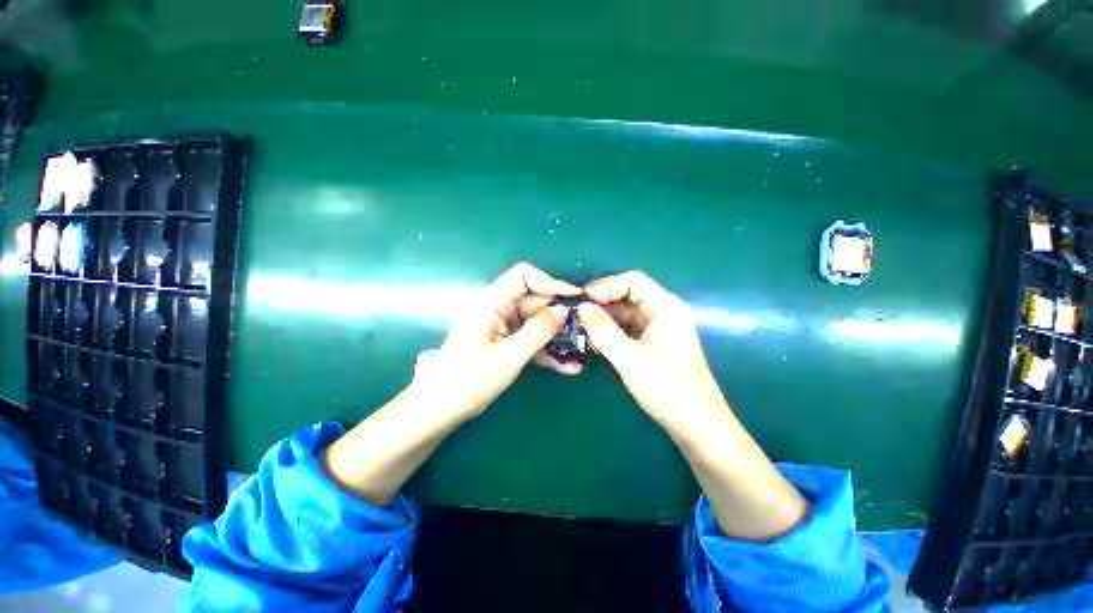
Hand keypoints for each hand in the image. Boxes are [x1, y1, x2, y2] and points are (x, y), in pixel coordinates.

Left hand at [415, 262, 581, 420]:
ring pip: (536, 323)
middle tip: (586, 329)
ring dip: (557, 336)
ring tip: (582, 350)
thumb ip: (538, 331)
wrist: (440, 410)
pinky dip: (547, 351)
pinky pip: (531, 341)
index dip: (550, 282)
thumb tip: (563, 311)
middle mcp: (498, 310)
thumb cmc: (468, 380)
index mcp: (492, 302)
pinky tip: (568, 366)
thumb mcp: (508, 356)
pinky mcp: (506, 345)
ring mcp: (503, 328)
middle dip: (560, 315)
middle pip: (535, 301)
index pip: (523, 276)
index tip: (575, 298)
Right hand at [577, 271, 725, 425]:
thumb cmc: (668, 388)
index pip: (632, 281)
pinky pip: (627, 327)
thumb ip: (603, 331)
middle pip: (628, 294)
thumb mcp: (630, 359)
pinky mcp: (652, 342)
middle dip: (602, 301)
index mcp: (665, 307)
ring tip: (580, 324)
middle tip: (576, 312)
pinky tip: (594, 337)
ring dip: (604, 316)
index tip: (582, 300)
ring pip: (625, 312)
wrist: (696, 424)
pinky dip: (610, 329)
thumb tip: (581, 307)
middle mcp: (662, 312)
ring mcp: (657, 328)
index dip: (606, 285)